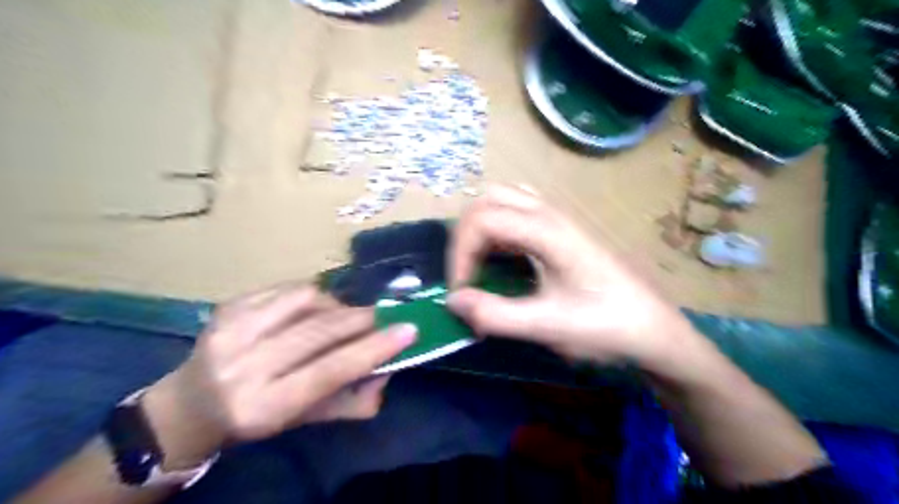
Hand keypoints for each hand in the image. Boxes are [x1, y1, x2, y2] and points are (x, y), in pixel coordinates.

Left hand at [143, 286, 417, 466]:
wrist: (189, 404)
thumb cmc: (255, 417)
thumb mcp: (306, 420)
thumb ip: (353, 401)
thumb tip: (388, 368)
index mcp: (263, 407)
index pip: (329, 371)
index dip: (373, 348)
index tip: (408, 329)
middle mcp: (242, 367)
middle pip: (319, 331)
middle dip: (362, 319)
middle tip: (384, 316)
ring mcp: (230, 331)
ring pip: (306, 301)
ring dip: (337, 305)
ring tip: (343, 316)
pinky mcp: (228, 306)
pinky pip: (287, 288)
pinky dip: (313, 295)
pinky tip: (315, 308)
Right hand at [447, 184, 693, 369]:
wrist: (654, 330)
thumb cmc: (606, 326)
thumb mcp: (548, 326)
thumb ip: (495, 314)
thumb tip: (453, 301)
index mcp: (547, 231)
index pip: (482, 220)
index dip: (460, 254)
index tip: (461, 291)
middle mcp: (550, 214)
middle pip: (488, 200)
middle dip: (465, 235)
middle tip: (465, 273)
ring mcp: (558, 218)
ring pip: (503, 200)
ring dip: (481, 228)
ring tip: (479, 263)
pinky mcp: (562, 230)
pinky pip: (518, 212)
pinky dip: (498, 228)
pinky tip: (502, 257)